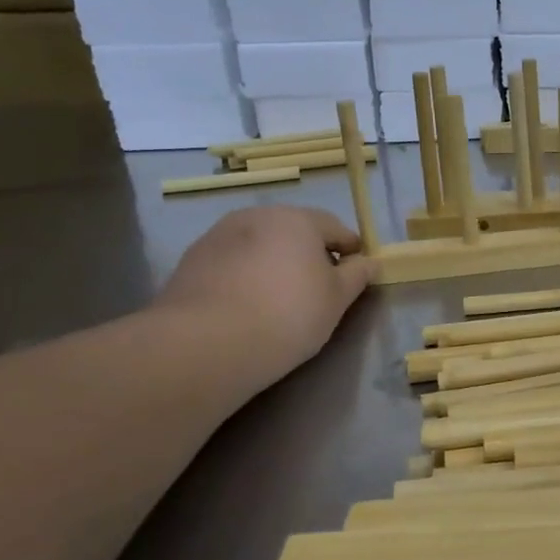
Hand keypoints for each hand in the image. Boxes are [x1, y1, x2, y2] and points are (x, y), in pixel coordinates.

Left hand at [155, 206, 370, 393]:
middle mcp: (256, 216)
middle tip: (317, 289)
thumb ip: (357, 275)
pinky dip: (244, 276)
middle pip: (293, 231)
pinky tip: (246, 306)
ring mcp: (218, 236)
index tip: (356, 274)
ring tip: (277, 299)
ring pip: (259, 245)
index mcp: (297, 219)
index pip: (335, 227)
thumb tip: (368, 262)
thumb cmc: (288, 314)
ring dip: (273, 263)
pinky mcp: (191, 261)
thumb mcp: (337, 299)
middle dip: (308, 254)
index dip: (350, 249)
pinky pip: (231, 263)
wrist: (207, 343)